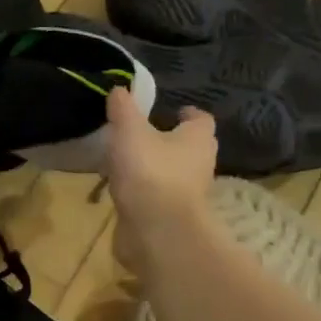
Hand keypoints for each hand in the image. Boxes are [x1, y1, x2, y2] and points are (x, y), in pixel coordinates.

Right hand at [106, 86, 216, 276]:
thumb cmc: (150, 172)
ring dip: (155, 168)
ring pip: (173, 174)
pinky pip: (157, 197)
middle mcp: (200, 165)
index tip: (170, 112)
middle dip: (170, 141)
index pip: (200, 119)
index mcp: (198, 139)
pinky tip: (123, 190)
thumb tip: (120, 89)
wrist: (156, 231)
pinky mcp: (171, 217)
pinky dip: (144, 192)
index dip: (186, 114)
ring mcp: (187, 195)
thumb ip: (124, 109)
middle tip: (143, 135)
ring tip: (126, 162)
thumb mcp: (130, 132)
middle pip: (189, 148)